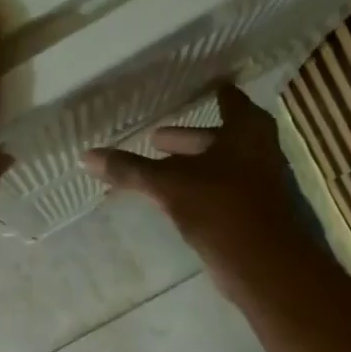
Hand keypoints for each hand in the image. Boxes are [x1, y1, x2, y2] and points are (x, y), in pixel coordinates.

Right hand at [81, 84, 311, 290]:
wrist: (265, 265)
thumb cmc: (220, 208)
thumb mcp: (168, 185)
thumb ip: (130, 170)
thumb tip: (85, 156)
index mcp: (245, 129)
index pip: (226, 97)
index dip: (207, 91)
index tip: (186, 87)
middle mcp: (258, 148)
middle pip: (217, 136)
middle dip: (185, 139)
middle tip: (154, 138)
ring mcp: (259, 181)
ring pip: (218, 165)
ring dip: (190, 166)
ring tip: (157, 170)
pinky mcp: (253, 211)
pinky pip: (219, 190)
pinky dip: (197, 189)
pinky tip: (174, 200)